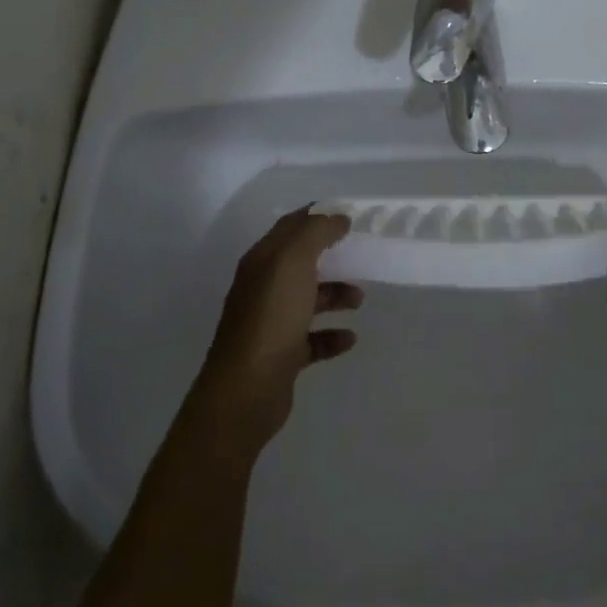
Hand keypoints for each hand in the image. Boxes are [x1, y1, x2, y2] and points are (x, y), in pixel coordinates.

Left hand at [187, 208, 361, 458]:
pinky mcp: (282, 355)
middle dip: (331, 257)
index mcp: (262, 260)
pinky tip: (350, 338)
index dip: (317, 216)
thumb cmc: (271, 316)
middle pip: (301, 263)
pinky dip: (332, 335)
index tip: (348, 216)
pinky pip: (312, 339)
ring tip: (359, 299)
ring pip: (308, 299)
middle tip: (360, 257)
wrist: (246, 390)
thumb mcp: (293, 261)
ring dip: (335, 295)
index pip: (290, 226)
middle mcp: (263, 287)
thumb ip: (316, 232)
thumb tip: (337, 218)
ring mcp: (271, 323)